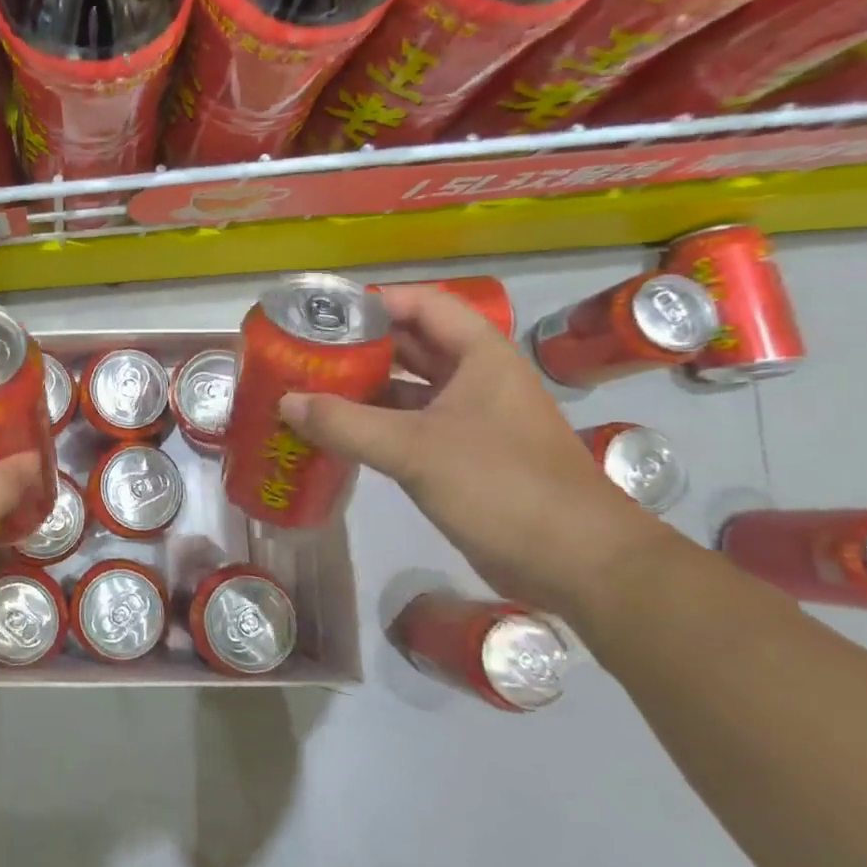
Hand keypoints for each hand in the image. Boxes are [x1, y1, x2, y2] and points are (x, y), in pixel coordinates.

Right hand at [277, 285, 664, 620]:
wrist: (579, 564)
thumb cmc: (501, 486)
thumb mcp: (414, 449)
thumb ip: (345, 423)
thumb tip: (286, 401)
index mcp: (480, 356)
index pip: (423, 304)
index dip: (375, 302)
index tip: (325, 315)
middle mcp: (477, 379)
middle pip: (413, 344)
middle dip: (361, 346)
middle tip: (307, 352)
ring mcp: (473, 419)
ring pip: (411, 388)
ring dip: (365, 387)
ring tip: (312, 388)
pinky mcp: (467, 456)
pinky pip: (412, 425)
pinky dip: (376, 424)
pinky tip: (338, 434)